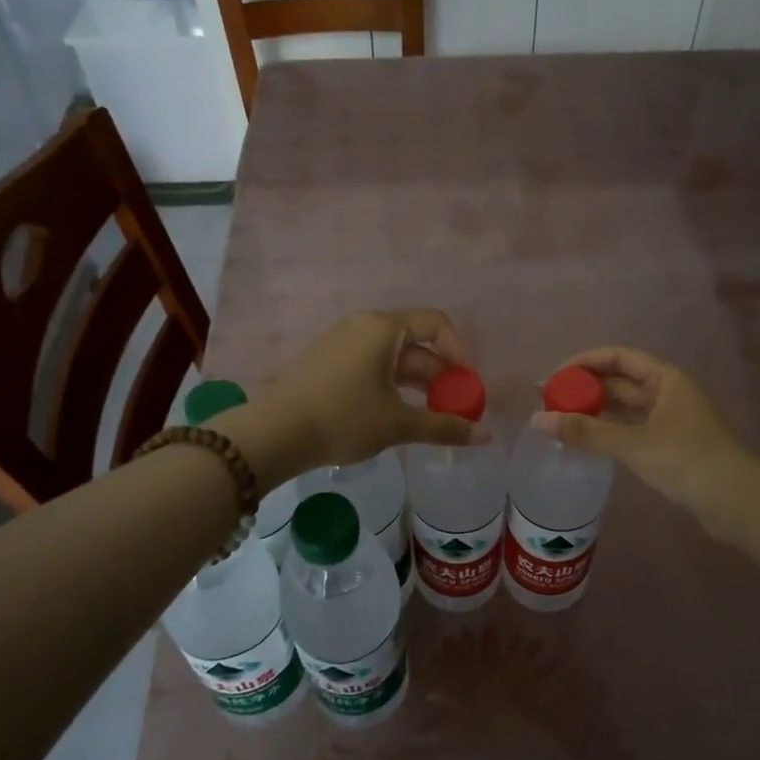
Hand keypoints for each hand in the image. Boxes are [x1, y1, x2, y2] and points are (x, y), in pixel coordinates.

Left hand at [247, 309, 488, 480]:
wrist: (273, 433)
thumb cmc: (343, 419)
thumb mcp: (397, 424)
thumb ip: (444, 427)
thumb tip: (486, 437)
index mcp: (384, 328)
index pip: (436, 322)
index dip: (458, 351)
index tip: (464, 385)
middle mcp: (363, 325)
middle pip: (415, 342)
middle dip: (438, 375)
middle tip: (451, 408)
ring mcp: (341, 341)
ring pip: (392, 356)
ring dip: (415, 383)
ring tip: (426, 417)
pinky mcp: (326, 361)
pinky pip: (370, 364)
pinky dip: (390, 384)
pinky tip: (392, 415)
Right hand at [533, 347, 759, 544]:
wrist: (739, 504)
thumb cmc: (689, 462)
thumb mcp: (634, 445)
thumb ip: (586, 433)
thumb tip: (538, 420)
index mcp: (666, 379)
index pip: (618, 357)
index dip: (584, 362)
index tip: (553, 377)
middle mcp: (668, 393)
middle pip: (619, 382)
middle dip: (584, 388)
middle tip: (546, 401)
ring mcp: (670, 420)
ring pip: (624, 408)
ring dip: (594, 411)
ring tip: (558, 420)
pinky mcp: (670, 446)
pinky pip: (630, 430)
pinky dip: (607, 432)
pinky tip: (585, 441)